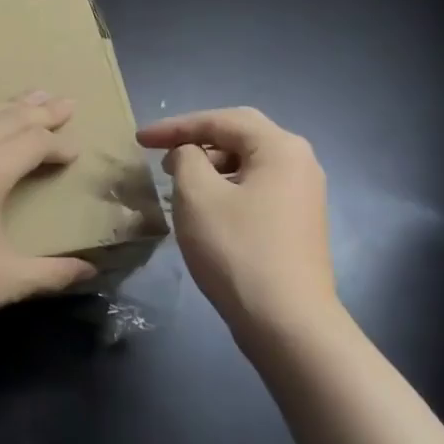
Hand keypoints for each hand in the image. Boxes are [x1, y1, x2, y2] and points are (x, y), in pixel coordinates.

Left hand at [0, 93, 98, 342]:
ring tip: (24, 102)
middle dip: (39, 112)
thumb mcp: (9, 281)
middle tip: (64, 103)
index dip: (58, 145)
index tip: (74, 152)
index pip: (33, 143)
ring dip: (2, 110)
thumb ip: (53, 272)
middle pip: (5, 119)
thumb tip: (90, 271)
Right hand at [136, 107, 341, 346]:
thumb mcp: (197, 195)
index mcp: (280, 148)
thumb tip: (189, 154)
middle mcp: (299, 163)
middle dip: (195, 141)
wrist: (288, 323)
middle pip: (239, 137)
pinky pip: (255, 189)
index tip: (140, 139)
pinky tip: (203, 208)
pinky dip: (225, 188)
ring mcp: (303, 195)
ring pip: (247, 164)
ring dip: (209, 166)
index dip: (176, 126)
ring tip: (177, 181)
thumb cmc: (238, 250)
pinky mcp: (297, 223)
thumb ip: (186, 158)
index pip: (221, 120)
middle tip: (160, 153)